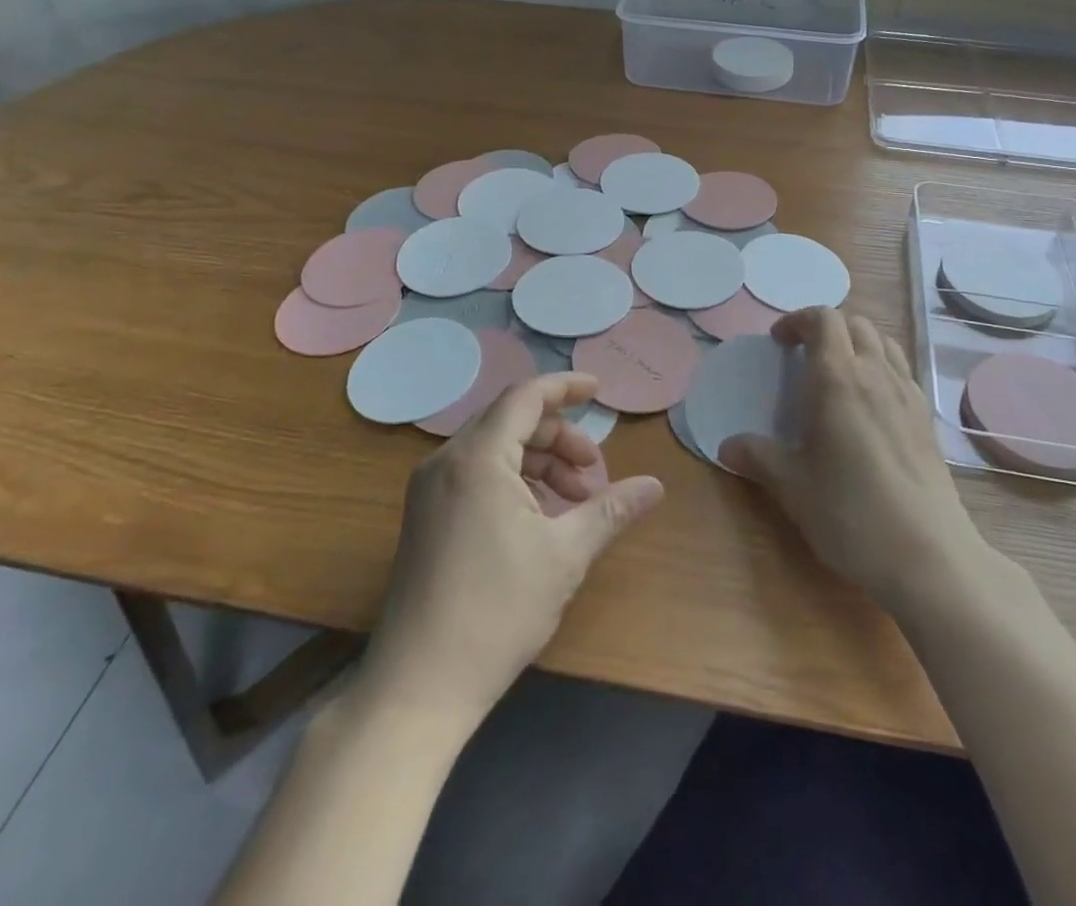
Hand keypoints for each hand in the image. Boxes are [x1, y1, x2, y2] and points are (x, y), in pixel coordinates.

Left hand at [363, 373, 664, 722]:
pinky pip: (476, 474)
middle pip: (511, 421)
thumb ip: (611, 509)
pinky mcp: (424, 517)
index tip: (600, 391)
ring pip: (494, 449)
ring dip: (539, 462)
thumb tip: (656, 485)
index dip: (565, 387)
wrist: (419, 687)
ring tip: (574, 501)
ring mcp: (429, 490)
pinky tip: (540, 518)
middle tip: (594, 471)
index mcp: (477, 458)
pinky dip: (514, 481)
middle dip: (559, 437)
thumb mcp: (566, 555)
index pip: (525, 397)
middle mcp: (446, 461)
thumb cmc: (497, 611)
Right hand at [721, 308, 1013, 615]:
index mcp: (837, 379)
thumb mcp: (792, 486)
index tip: (778, 342)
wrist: (927, 555)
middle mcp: (876, 374)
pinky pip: (902, 371)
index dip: (797, 320)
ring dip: (857, 344)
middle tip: (803, 357)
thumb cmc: (850, 513)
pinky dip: (881, 368)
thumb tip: (726, 446)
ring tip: (837, 374)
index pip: (823, 319)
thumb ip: (757, 457)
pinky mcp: (927, 419)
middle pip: (855, 324)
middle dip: (826, 329)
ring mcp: (908, 394)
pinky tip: (869, 406)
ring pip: (884, 343)